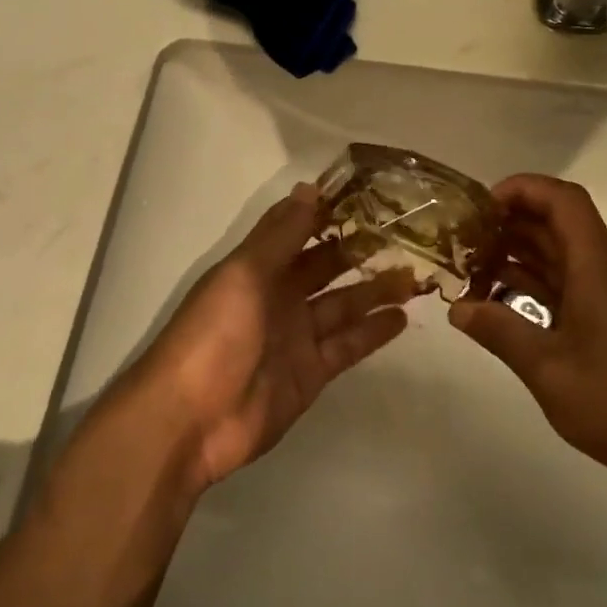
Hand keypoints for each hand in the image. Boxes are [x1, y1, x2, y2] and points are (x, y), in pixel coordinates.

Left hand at [137, 183, 414, 490]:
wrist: (192, 419)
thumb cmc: (214, 335)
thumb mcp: (244, 274)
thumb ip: (281, 235)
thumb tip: (310, 187)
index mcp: (257, 269)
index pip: (299, 232)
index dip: (329, 215)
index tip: (369, 197)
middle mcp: (279, 298)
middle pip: (326, 268)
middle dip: (360, 252)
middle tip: (405, 236)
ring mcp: (297, 337)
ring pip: (344, 306)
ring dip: (375, 290)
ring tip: (414, 276)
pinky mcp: (312, 373)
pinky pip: (348, 345)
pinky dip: (373, 332)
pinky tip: (401, 316)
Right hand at [449, 174, 606, 498]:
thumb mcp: (546, 369)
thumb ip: (498, 331)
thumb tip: (457, 308)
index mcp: (601, 268)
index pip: (564, 201)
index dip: (522, 189)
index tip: (481, 207)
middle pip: (561, 226)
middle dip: (512, 226)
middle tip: (465, 241)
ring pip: (567, 258)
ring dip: (523, 258)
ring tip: (476, 271)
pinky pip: (577, 285)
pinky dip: (541, 286)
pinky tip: (508, 304)